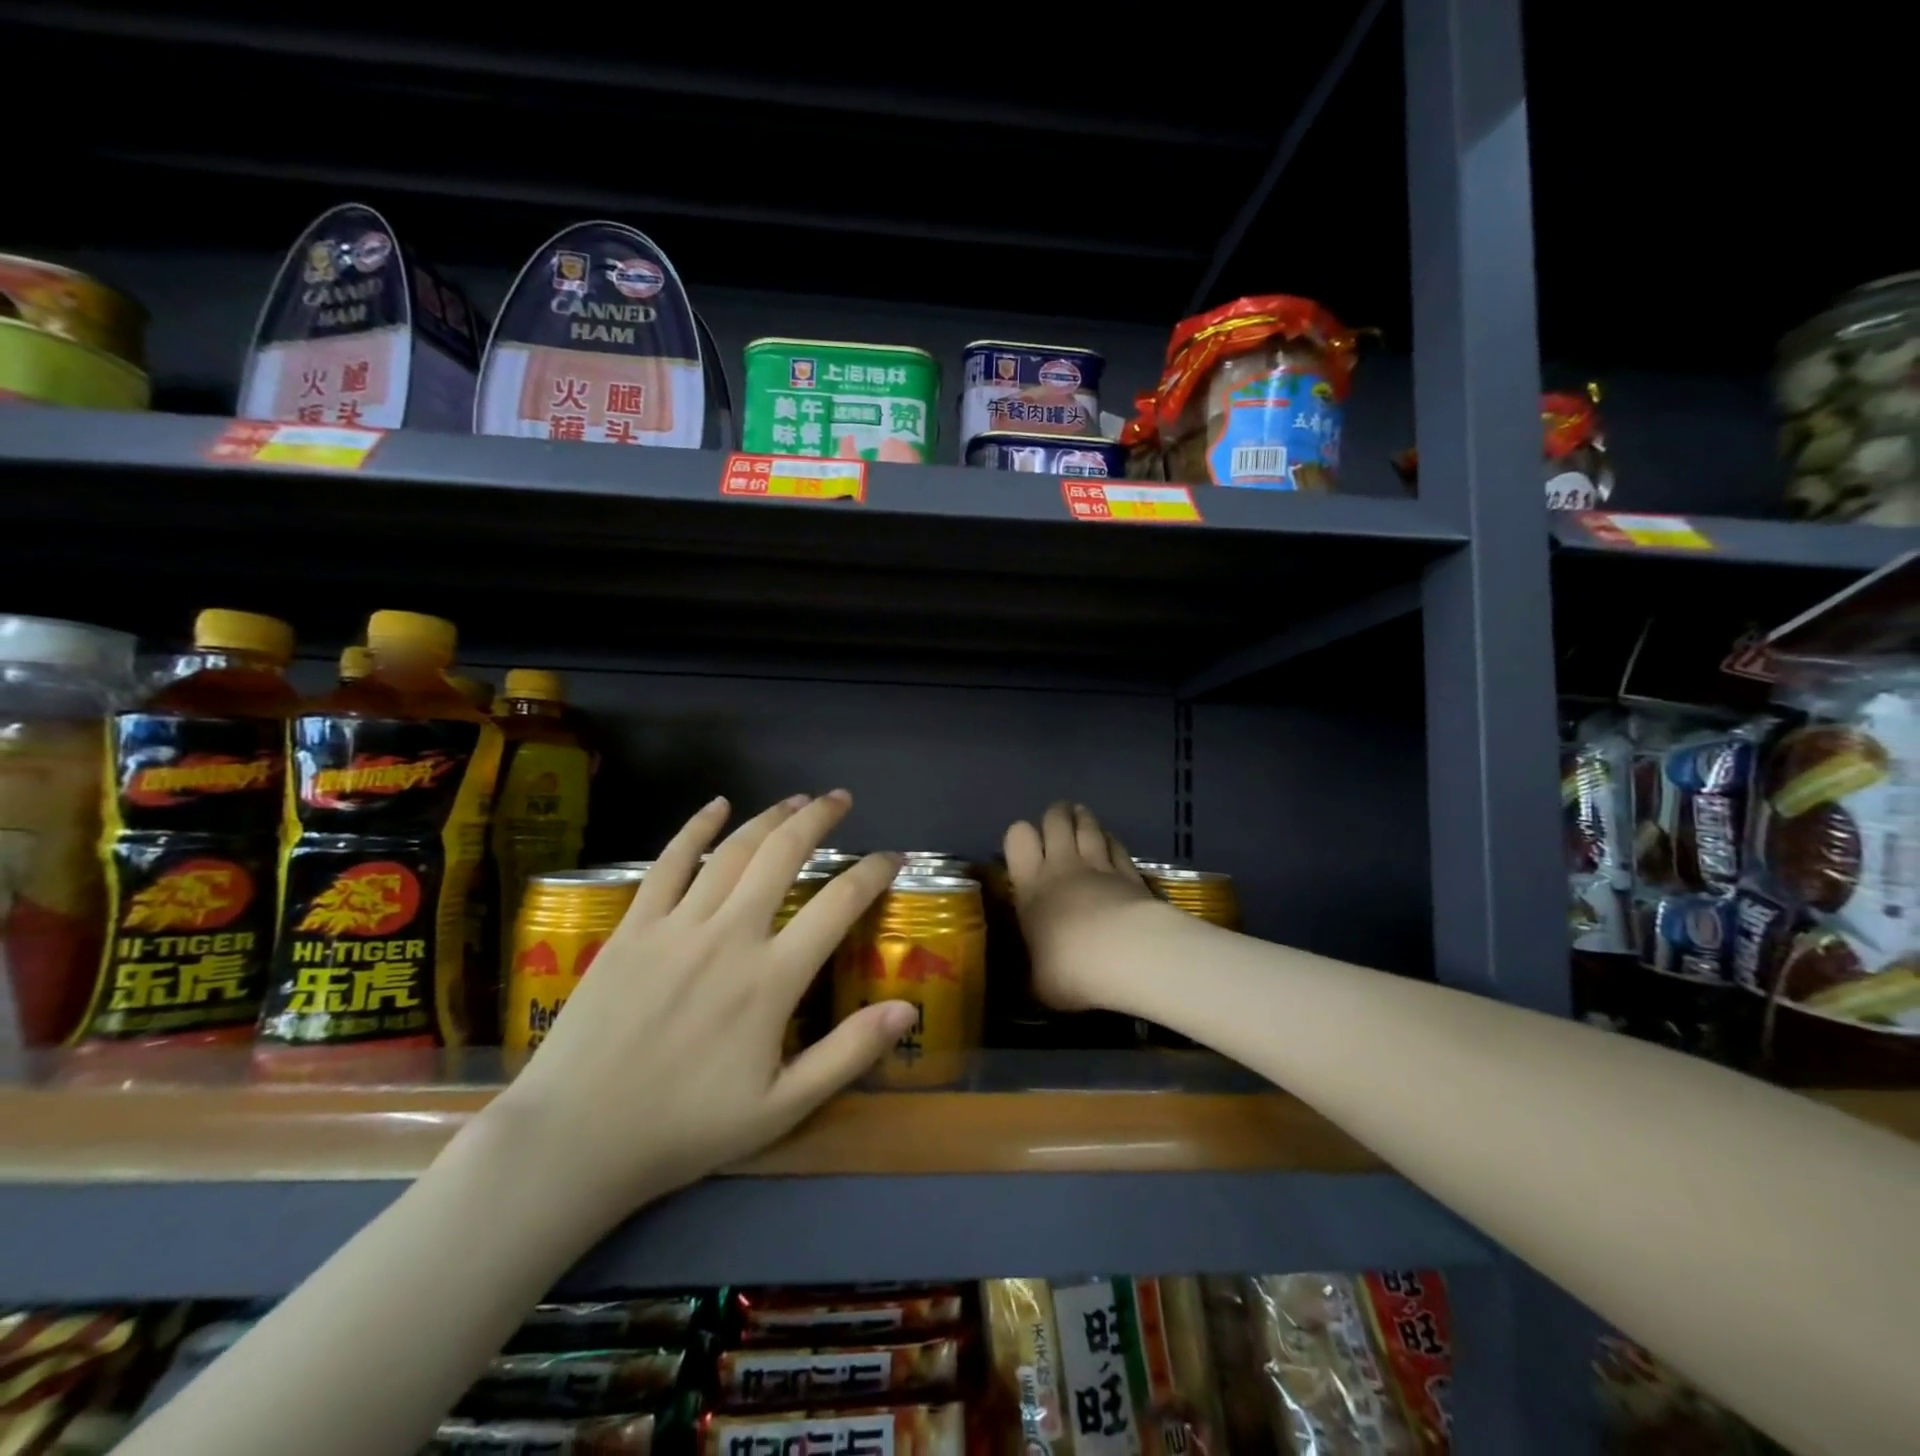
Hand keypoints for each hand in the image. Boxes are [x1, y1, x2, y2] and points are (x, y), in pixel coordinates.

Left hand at [480, 791, 911, 1228]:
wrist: (576, 1139)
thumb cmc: (686, 1128)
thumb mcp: (782, 1107)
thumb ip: (848, 1053)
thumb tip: (908, 1008)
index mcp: (771, 979)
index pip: (838, 904)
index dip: (872, 873)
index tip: (891, 857)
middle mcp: (730, 935)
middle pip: (783, 855)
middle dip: (819, 819)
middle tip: (841, 799)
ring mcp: (677, 925)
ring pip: (732, 851)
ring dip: (770, 817)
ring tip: (797, 799)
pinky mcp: (634, 927)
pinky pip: (667, 863)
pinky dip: (694, 827)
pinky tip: (716, 805)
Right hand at [1004, 801, 1158, 1011]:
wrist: (1127, 956)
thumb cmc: (1070, 968)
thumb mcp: (1038, 982)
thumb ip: (1035, 972)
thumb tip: (1033, 980)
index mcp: (1031, 885)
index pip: (1018, 838)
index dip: (1020, 835)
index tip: (1025, 846)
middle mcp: (1062, 866)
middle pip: (1055, 821)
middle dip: (1055, 816)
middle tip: (1056, 819)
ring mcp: (1100, 865)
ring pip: (1089, 827)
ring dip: (1083, 819)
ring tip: (1080, 815)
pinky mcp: (1131, 873)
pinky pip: (1117, 846)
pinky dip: (1111, 840)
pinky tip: (1111, 841)